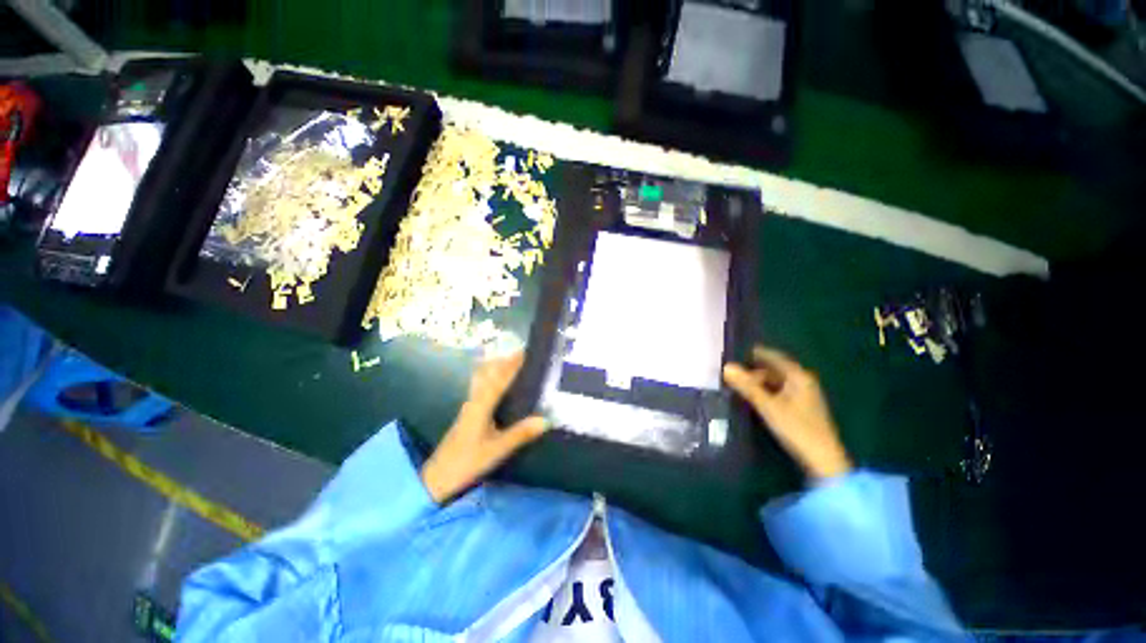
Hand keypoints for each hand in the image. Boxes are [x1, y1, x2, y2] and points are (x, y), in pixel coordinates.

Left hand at [420, 352, 546, 503]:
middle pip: (489, 372)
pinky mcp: (469, 411)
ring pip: (483, 377)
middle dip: (506, 361)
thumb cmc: (467, 462)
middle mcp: (474, 399)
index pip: (500, 378)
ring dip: (498, 367)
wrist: (438, 476)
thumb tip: (545, 419)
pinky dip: (493, 377)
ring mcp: (470, 404)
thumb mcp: (497, 450)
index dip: (513, 364)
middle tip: (525, 355)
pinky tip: (502, 382)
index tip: (526, 352)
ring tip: (516, 363)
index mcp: (481, 405)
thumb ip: (520, 434)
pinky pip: (482, 385)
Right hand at [723, 346, 852, 479]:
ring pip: (776, 382)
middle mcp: (803, 382)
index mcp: (798, 376)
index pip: (773, 356)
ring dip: (758, 382)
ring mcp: (804, 395)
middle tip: (732, 373)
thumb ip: (747, 386)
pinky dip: (765, 392)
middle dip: (753, 370)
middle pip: (774, 369)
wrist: (822, 460)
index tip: (735, 353)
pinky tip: (753, 398)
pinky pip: (779, 392)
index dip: (755, 353)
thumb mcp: (767, 406)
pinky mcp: (801, 408)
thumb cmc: (796, 428)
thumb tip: (726, 367)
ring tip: (738, 385)